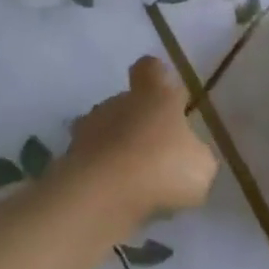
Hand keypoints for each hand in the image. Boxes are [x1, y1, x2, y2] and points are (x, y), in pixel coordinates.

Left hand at [62, 56, 217, 217]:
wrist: (100, 197)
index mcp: (154, 94)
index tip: (166, 93)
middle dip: (137, 123)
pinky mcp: (67, 162)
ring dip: (117, 150)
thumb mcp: (201, 165)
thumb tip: (189, 155)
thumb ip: (195, 155)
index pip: (150, 68)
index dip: (157, 77)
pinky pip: (91, 165)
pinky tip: (116, 200)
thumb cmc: (161, 167)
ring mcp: (87, 132)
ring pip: (105, 134)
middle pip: (126, 103)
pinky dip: (102, 177)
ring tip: (134, 181)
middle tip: (155, 152)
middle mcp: (117, 103)